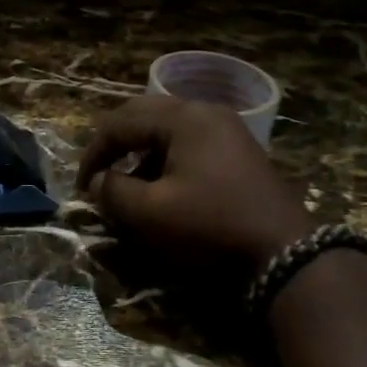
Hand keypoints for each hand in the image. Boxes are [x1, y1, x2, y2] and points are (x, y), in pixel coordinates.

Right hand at [77, 95, 313, 276]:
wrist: (285, 254)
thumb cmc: (211, 226)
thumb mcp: (150, 213)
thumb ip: (113, 192)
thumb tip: (99, 182)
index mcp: (182, 118)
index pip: (120, 123)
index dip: (94, 153)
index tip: (81, 186)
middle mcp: (205, 112)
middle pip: (144, 115)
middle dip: (115, 145)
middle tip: (98, 174)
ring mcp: (226, 129)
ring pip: (167, 129)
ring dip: (140, 152)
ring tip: (127, 185)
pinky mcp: (238, 151)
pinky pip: (189, 143)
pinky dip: (165, 159)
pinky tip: (162, 187)